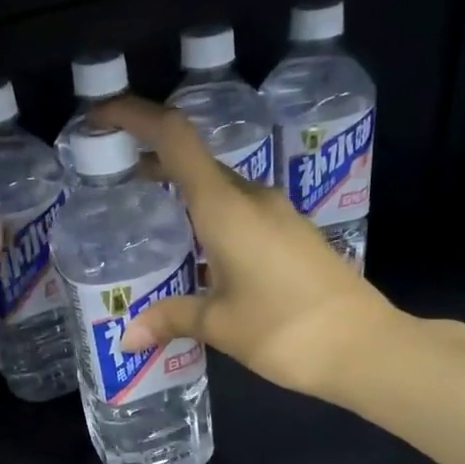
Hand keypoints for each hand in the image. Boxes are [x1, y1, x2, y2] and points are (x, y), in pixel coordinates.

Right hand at [93, 97, 395, 403]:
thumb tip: (128, 337)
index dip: (135, 116)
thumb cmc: (284, 330)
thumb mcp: (219, 324)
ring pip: (219, 187)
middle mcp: (252, 198)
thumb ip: (170, 319)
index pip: (175, 138)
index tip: (100, 117)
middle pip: (195, 160)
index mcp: (226, 207)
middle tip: (113, 177)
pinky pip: (241, 210)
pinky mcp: (293, 233)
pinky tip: (199, 249)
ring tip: (149, 214)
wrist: (364, 347)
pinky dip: (209, 214)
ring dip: (182, 189)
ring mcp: (278, 213)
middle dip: (152, 159)